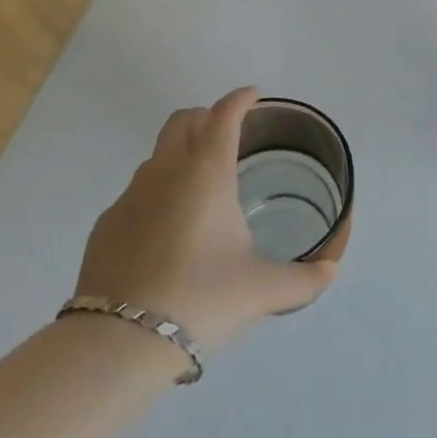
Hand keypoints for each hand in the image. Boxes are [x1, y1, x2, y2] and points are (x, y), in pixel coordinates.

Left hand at [75, 88, 337, 351]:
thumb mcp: (262, 290)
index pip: (224, 116)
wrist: (119, 342)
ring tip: (199, 189)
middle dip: (206, 117)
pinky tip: (165, 233)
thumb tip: (330, 272)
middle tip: (226, 134)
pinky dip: (156, 196)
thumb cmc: (201, 299)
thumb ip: (303, 279)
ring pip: (157, 156)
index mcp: (207, 173)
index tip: (253, 95)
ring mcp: (130, 196)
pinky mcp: (106, 225)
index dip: (240, 99)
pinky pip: (136, 194)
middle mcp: (166, 172)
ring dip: (180, 156)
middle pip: (183, 121)